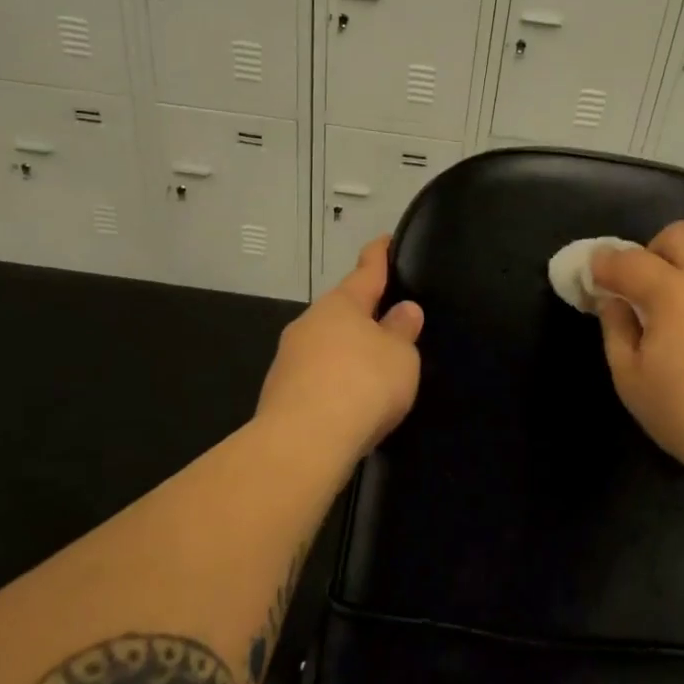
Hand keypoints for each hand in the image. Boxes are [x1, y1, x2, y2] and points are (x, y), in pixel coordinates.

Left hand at [256, 236, 424, 462]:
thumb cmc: (361, 385)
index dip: (378, 255)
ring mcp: (290, 358)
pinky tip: (350, 401)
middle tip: (390, 318)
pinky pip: (317, 376)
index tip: (383, 240)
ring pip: (327, 344)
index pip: (366, 270)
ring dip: (348, 350)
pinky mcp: (280, 393)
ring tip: (374, 367)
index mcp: (342, 304)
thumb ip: (402, 331)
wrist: (302, 443)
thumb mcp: (400, 356)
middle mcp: (310, 322)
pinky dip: (335, 381)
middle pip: (343, 310)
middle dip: (364, 312)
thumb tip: (403, 310)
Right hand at [593, 222, 683, 523]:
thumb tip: (613, 300)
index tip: (594, 276)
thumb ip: (616, 329)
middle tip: (643, 289)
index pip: (628, 259)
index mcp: (673, 291)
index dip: (604, 264)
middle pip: (679, 236)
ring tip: (683, 317)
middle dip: (653, 251)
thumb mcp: (632, 380)